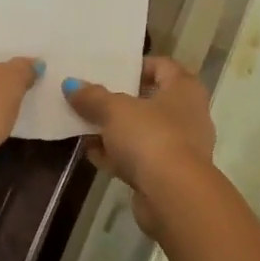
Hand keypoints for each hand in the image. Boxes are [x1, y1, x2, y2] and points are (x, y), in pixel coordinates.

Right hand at [62, 58, 215, 235]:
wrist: (174, 195)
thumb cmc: (150, 137)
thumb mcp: (115, 110)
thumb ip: (92, 97)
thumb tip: (71, 84)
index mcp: (184, 89)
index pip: (163, 66)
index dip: (137, 65)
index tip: (110, 70)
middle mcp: (188, 115)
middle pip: (150, 101)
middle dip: (118, 101)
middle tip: (90, 98)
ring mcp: (179, 147)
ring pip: (142, 132)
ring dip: (114, 131)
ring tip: (83, 126)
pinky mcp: (168, 175)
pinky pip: (139, 158)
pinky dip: (118, 155)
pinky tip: (92, 154)